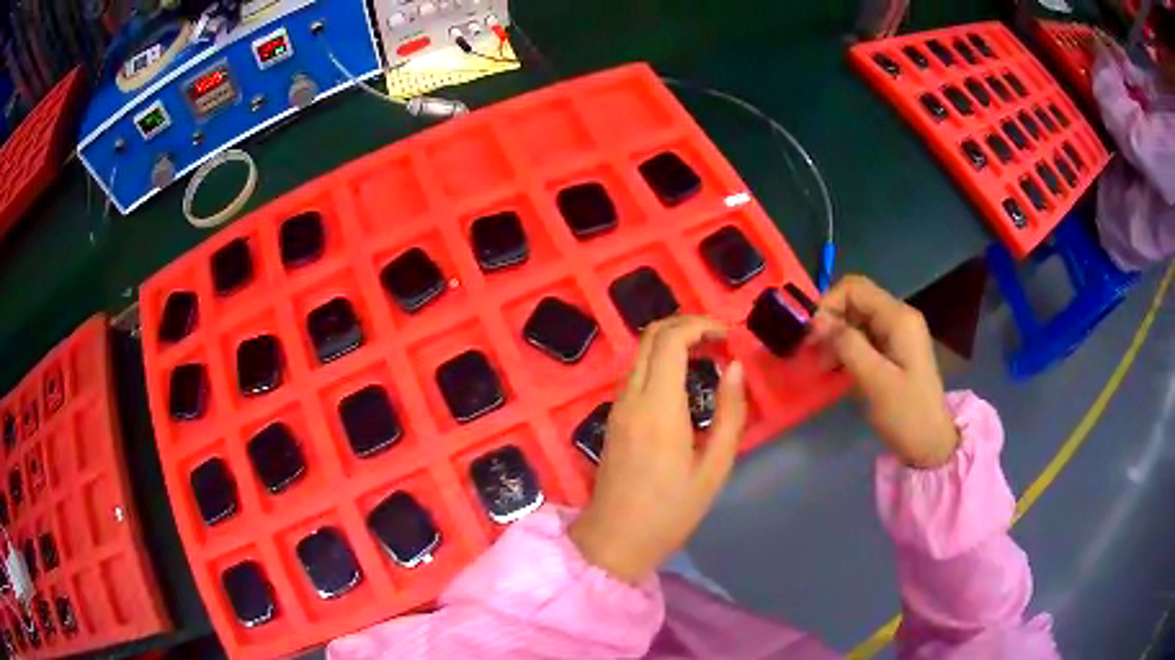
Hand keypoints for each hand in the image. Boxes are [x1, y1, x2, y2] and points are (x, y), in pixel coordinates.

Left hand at [568, 316, 747, 583]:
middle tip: (719, 339)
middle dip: (686, 324)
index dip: (700, 325)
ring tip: (707, 355)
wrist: (614, 540)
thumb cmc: (670, 512)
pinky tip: (684, 380)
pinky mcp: (613, 418)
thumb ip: (730, 414)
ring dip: (672, 341)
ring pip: (641, 352)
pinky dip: (660, 360)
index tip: (728, 335)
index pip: (670, 339)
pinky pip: (636, 373)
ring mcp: (617, 406)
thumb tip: (735, 367)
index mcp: (659, 408)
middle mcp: (632, 397)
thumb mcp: (714, 468)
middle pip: (651, 336)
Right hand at [810, 275, 958, 468]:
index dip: (828, 304)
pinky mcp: (893, 350)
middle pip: (855, 301)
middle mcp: (899, 317)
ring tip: (822, 366)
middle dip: (830, 321)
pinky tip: (835, 369)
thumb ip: (847, 345)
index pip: (854, 288)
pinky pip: (864, 337)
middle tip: (812, 352)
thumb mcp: (875, 381)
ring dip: (835, 336)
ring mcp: (897, 334)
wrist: (931, 444)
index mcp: (899, 318)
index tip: (811, 335)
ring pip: (856, 319)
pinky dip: (846, 348)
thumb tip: (816, 320)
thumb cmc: (906, 413)